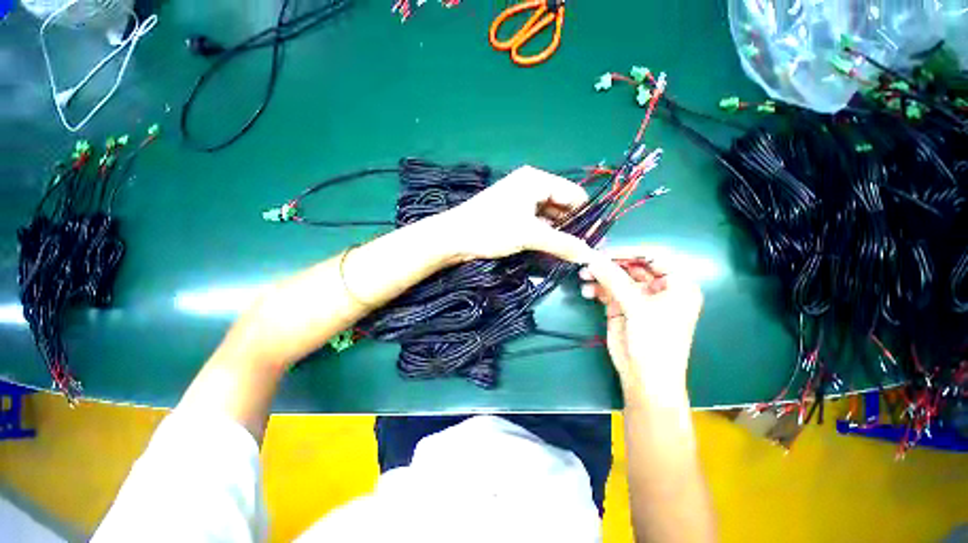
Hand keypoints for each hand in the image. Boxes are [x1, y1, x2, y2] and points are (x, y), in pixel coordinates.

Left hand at [437, 166, 591, 262]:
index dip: (586, 216)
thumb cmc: (492, 228)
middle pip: (562, 205)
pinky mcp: (512, 215)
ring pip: (549, 216)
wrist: (454, 237)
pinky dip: (545, 235)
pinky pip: (537, 223)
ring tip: (569, 252)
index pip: (574, 195)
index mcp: (537, 180)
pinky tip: (551, 249)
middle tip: (583, 250)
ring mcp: (520, 201)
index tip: (595, 239)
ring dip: (559, 233)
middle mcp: (531, 186)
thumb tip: (591, 255)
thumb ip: (563, 244)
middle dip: (573, 227)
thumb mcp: (530, 235)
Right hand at [579, 248, 702, 401]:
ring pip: (617, 278)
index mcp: (676, 284)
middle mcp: (658, 288)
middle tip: (589, 261)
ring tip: (583, 275)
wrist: (644, 377)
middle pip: (632, 266)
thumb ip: (614, 280)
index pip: (653, 257)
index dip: (629, 251)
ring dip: (600, 276)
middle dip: (610, 264)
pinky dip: (596, 289)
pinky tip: (586, 291)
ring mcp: (638, 298)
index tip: (605, 251)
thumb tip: (592, 259)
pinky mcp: (622, 307)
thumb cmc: (654, 341)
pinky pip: (607, 291)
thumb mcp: (637, 307)